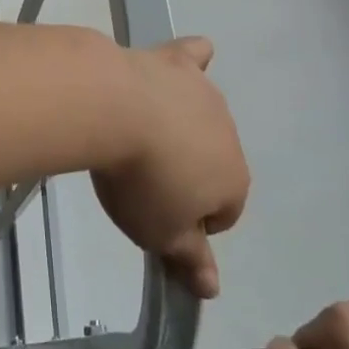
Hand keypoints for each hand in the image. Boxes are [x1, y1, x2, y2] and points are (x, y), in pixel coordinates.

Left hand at [90, 36, 247, 298]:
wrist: (114, 109)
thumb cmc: (140, 182)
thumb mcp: (160, 234)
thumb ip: (190, 259)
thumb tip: (213, 289)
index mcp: (234, 180)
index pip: (224, 214)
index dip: (192, 222)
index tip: (158, 218)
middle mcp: (229, 134)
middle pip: (213, 162)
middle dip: (186, 174)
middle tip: (142, 180)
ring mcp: (204, 94)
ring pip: (201, 117)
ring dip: (180, 128)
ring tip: (139, 136)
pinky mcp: (176, 62)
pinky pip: (194, 59)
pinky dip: (191, 62)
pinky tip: (181, 65)